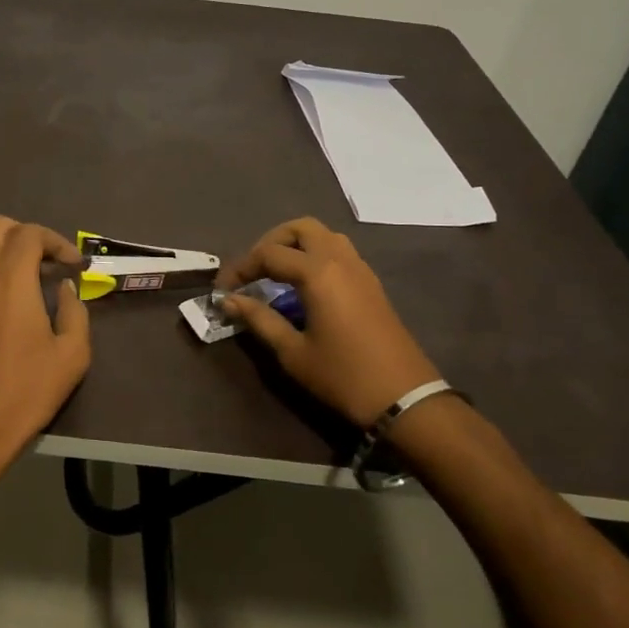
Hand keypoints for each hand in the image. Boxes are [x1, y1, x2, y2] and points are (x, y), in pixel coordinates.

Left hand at [0, 216, 91, 463]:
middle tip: (53, 263)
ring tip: (42, 280)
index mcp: (11, 279)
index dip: (57, 241)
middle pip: (0, 227)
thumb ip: (75, 311)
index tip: (75, 266)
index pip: (30, 234)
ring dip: (14, 251)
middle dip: (30, 235)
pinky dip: (2, 269)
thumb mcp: (72, 353)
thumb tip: (66, 289)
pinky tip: (23, 299)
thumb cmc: (28, 387)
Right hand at [216, 218, 440, 430]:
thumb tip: (230, 301)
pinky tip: (303, 286)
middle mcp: (340, 260)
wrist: (405, 398)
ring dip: (296, 244)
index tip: (223, 289)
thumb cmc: (343, 376)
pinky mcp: (371, 283)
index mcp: (318, 273)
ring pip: (323, 236)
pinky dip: (315, 255)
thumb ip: (259, 319)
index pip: (268, 254)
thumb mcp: (293, 352)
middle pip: (300, 229)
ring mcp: (360, 269)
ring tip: (276, 273)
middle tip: (253, 270)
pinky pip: (339, 251)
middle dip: (270, 242)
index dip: (240, 268)